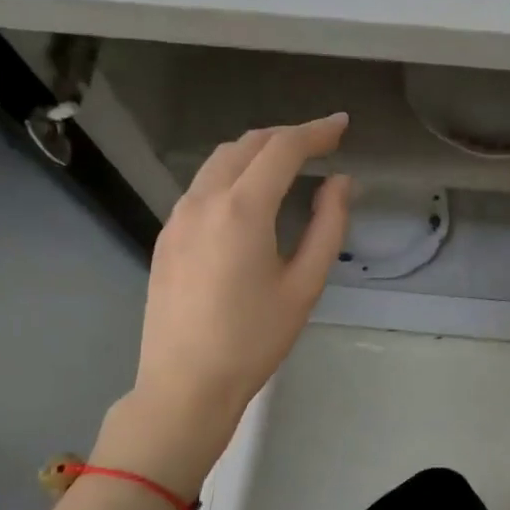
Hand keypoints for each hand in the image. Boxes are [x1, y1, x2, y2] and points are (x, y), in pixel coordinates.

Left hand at [101, 115, 351, 493]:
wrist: (184, 385)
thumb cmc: (254, 340)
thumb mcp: (305, 285)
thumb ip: (328, 226)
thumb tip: (340, 182)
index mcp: (242, 209)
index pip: (282, 148)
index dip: (316, 131)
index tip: (343, 125)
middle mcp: (203, 200)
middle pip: (248, 144)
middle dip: (287, 136)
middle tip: (321, 144)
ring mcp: (178, 217)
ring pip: (219, 161)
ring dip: (257, 151)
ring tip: (289, 164)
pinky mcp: (166, 236)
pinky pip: (203, 186)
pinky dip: (233, 174)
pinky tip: (251, 198)